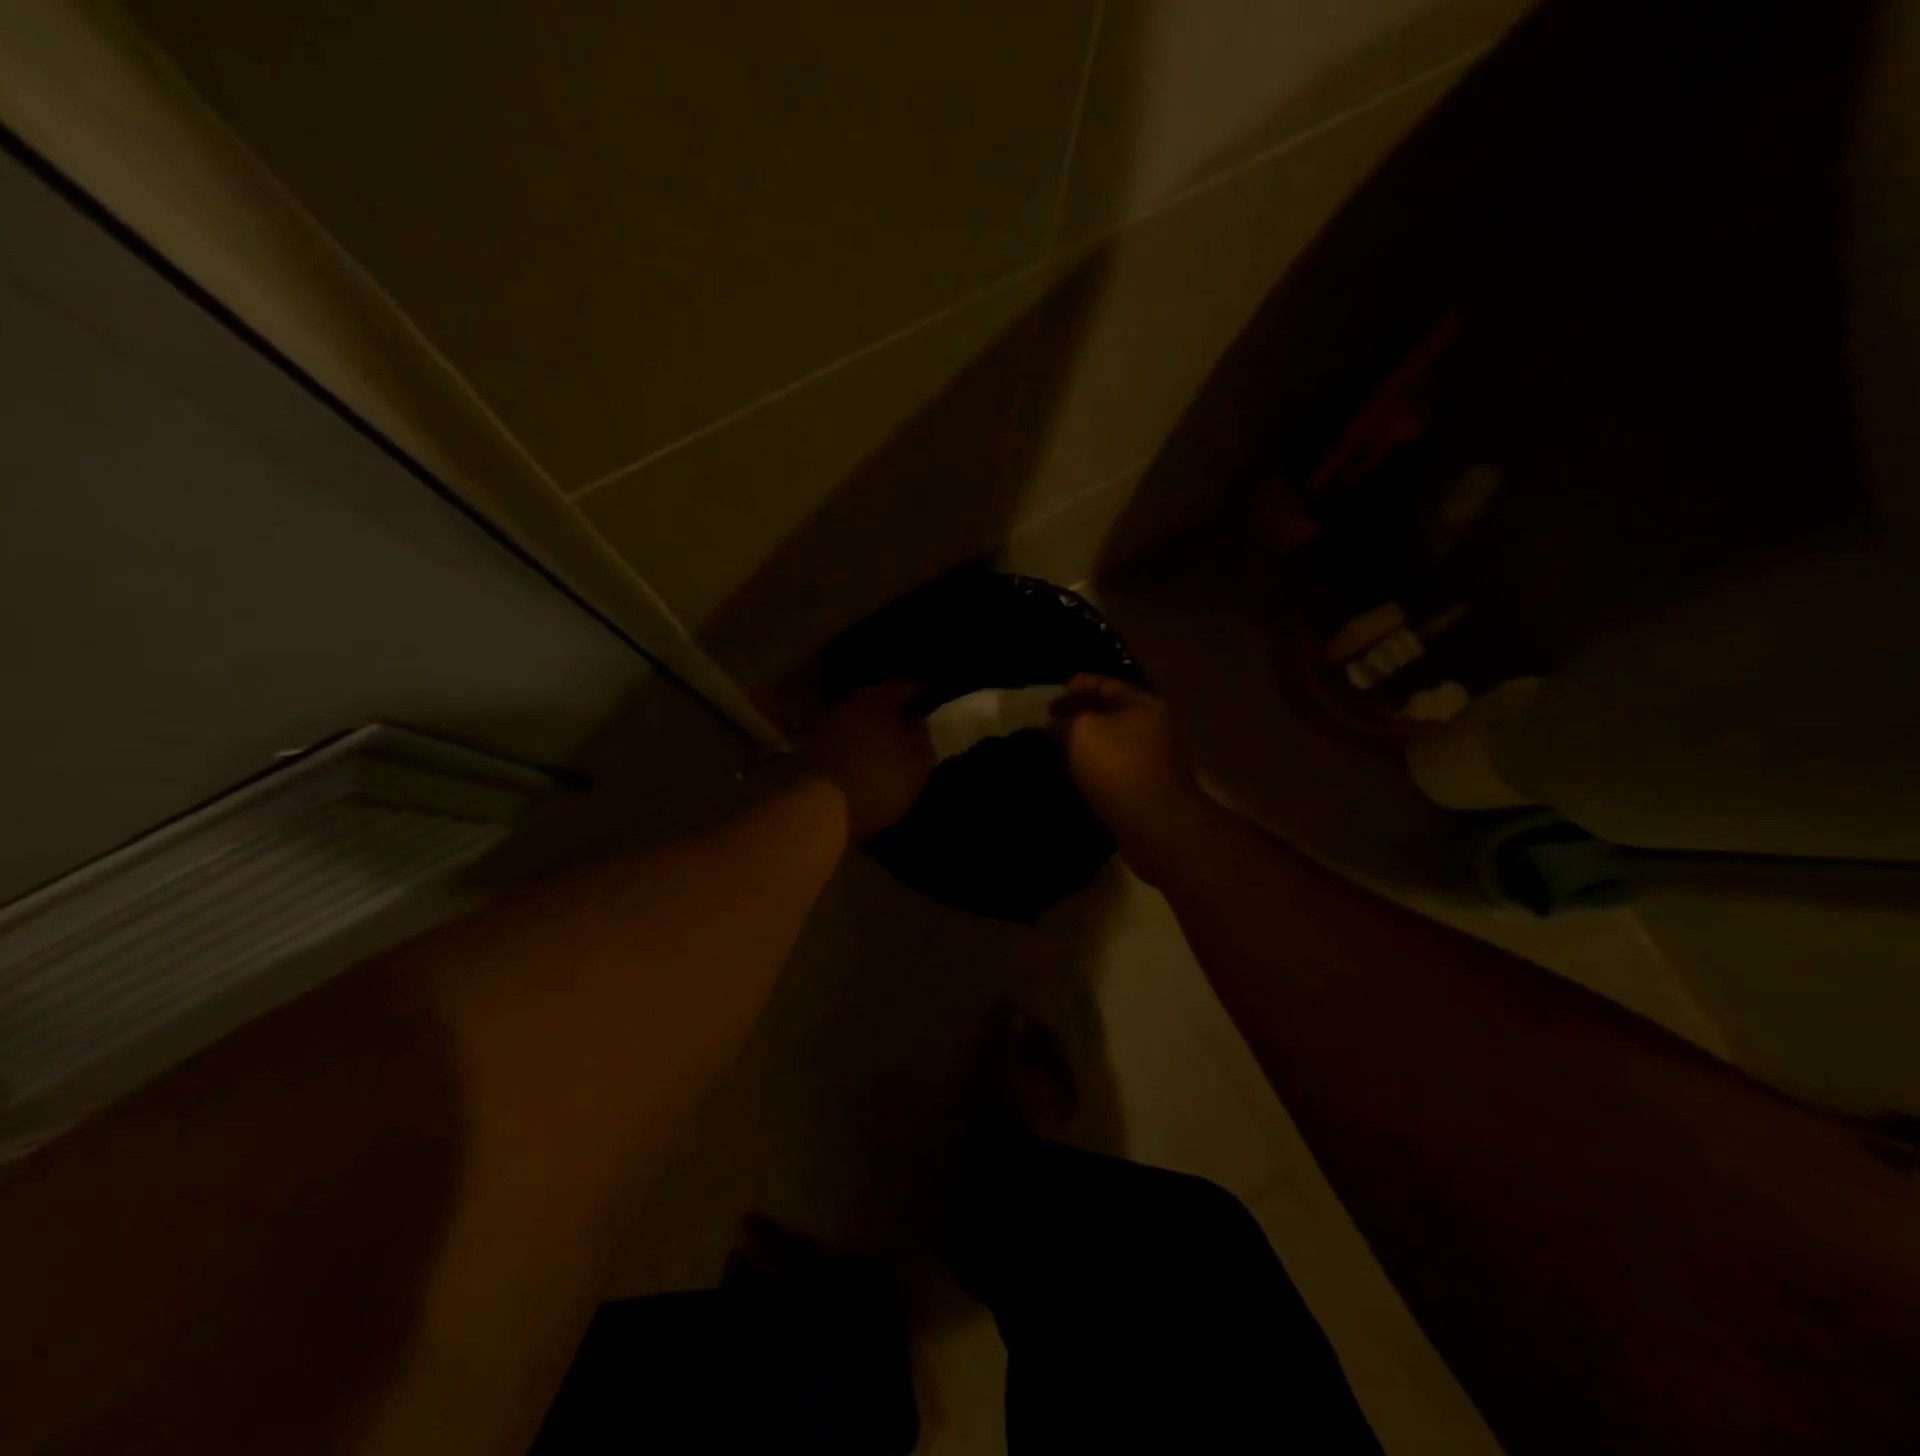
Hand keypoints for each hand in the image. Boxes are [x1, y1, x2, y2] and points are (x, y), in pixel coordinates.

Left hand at [805, 683, 935, 843]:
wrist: (822, 810)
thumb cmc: (880, 779)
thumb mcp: (918, 761)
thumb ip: (922, 737)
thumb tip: (917, 724)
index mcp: (876, 700)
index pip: (901, 688)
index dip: (916, 696)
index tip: (927, 705)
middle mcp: (847, 707)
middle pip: (874, 704)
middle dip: (891, 715)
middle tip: (908, 730)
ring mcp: (825, 730)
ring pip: (856, 724)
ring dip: (870, 734)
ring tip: (887, 751)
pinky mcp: (812, 754)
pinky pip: (842, 745)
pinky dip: (855, 751)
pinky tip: (866, 767)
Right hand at [1050, 675, 1204, 878]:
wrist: (1153, 824)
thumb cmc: (1117, 765)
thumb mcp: (1081, 730)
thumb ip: (1063, 720)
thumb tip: (1055, 725)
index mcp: (1142, 703)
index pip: (1103, 683)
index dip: (1073, 687)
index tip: (1047, 701)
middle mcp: (1152, 726)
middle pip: (1107, 713)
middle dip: (1076, 716)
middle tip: (1046, 725)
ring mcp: (1150, 759)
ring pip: (1108, 742)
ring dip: (1083, 745)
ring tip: (1053, 750)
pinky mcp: (1143, 787)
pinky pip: (1111, 768)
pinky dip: (1091, 768)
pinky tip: (1071, 774)